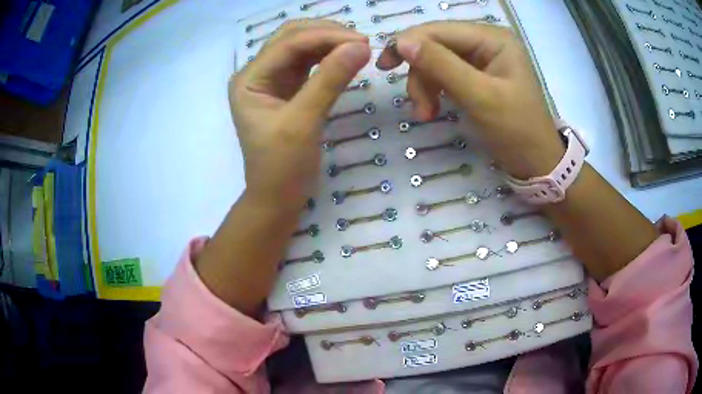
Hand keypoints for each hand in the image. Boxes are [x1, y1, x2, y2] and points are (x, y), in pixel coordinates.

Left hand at [229, 21, 370, 207]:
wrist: (278, 198)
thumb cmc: (282, 167)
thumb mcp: (303, 122)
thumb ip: (330, 81)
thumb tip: (361, 47)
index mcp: (249, 80)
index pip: (287, 44)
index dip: (324, 36)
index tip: (361, 41)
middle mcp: (257, 74)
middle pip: (291, 38)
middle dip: (326, 34)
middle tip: (361, 42)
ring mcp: (273, 80)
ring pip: (302, 47)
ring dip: (329, 43)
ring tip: (358, 47)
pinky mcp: (288, 89)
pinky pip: (309, 63)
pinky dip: (328, 57)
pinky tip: (346, 58)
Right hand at [376, 22, 563, 178]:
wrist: (535, 162)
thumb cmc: (516, 130)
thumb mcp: (480, 97)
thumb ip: (441, 66)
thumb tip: (401, 42)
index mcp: (492, 38)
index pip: (439, 30)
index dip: (408, 43)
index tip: (384, 67)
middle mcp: (485, 41)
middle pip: (435, 45)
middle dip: (420, 73)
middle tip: (418, 108)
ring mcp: (480, 58)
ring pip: (435, 60)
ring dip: (424, 86)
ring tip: (425, 115)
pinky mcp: (475, 75)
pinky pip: (443, 74)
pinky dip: (433, 91)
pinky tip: (432, 109)